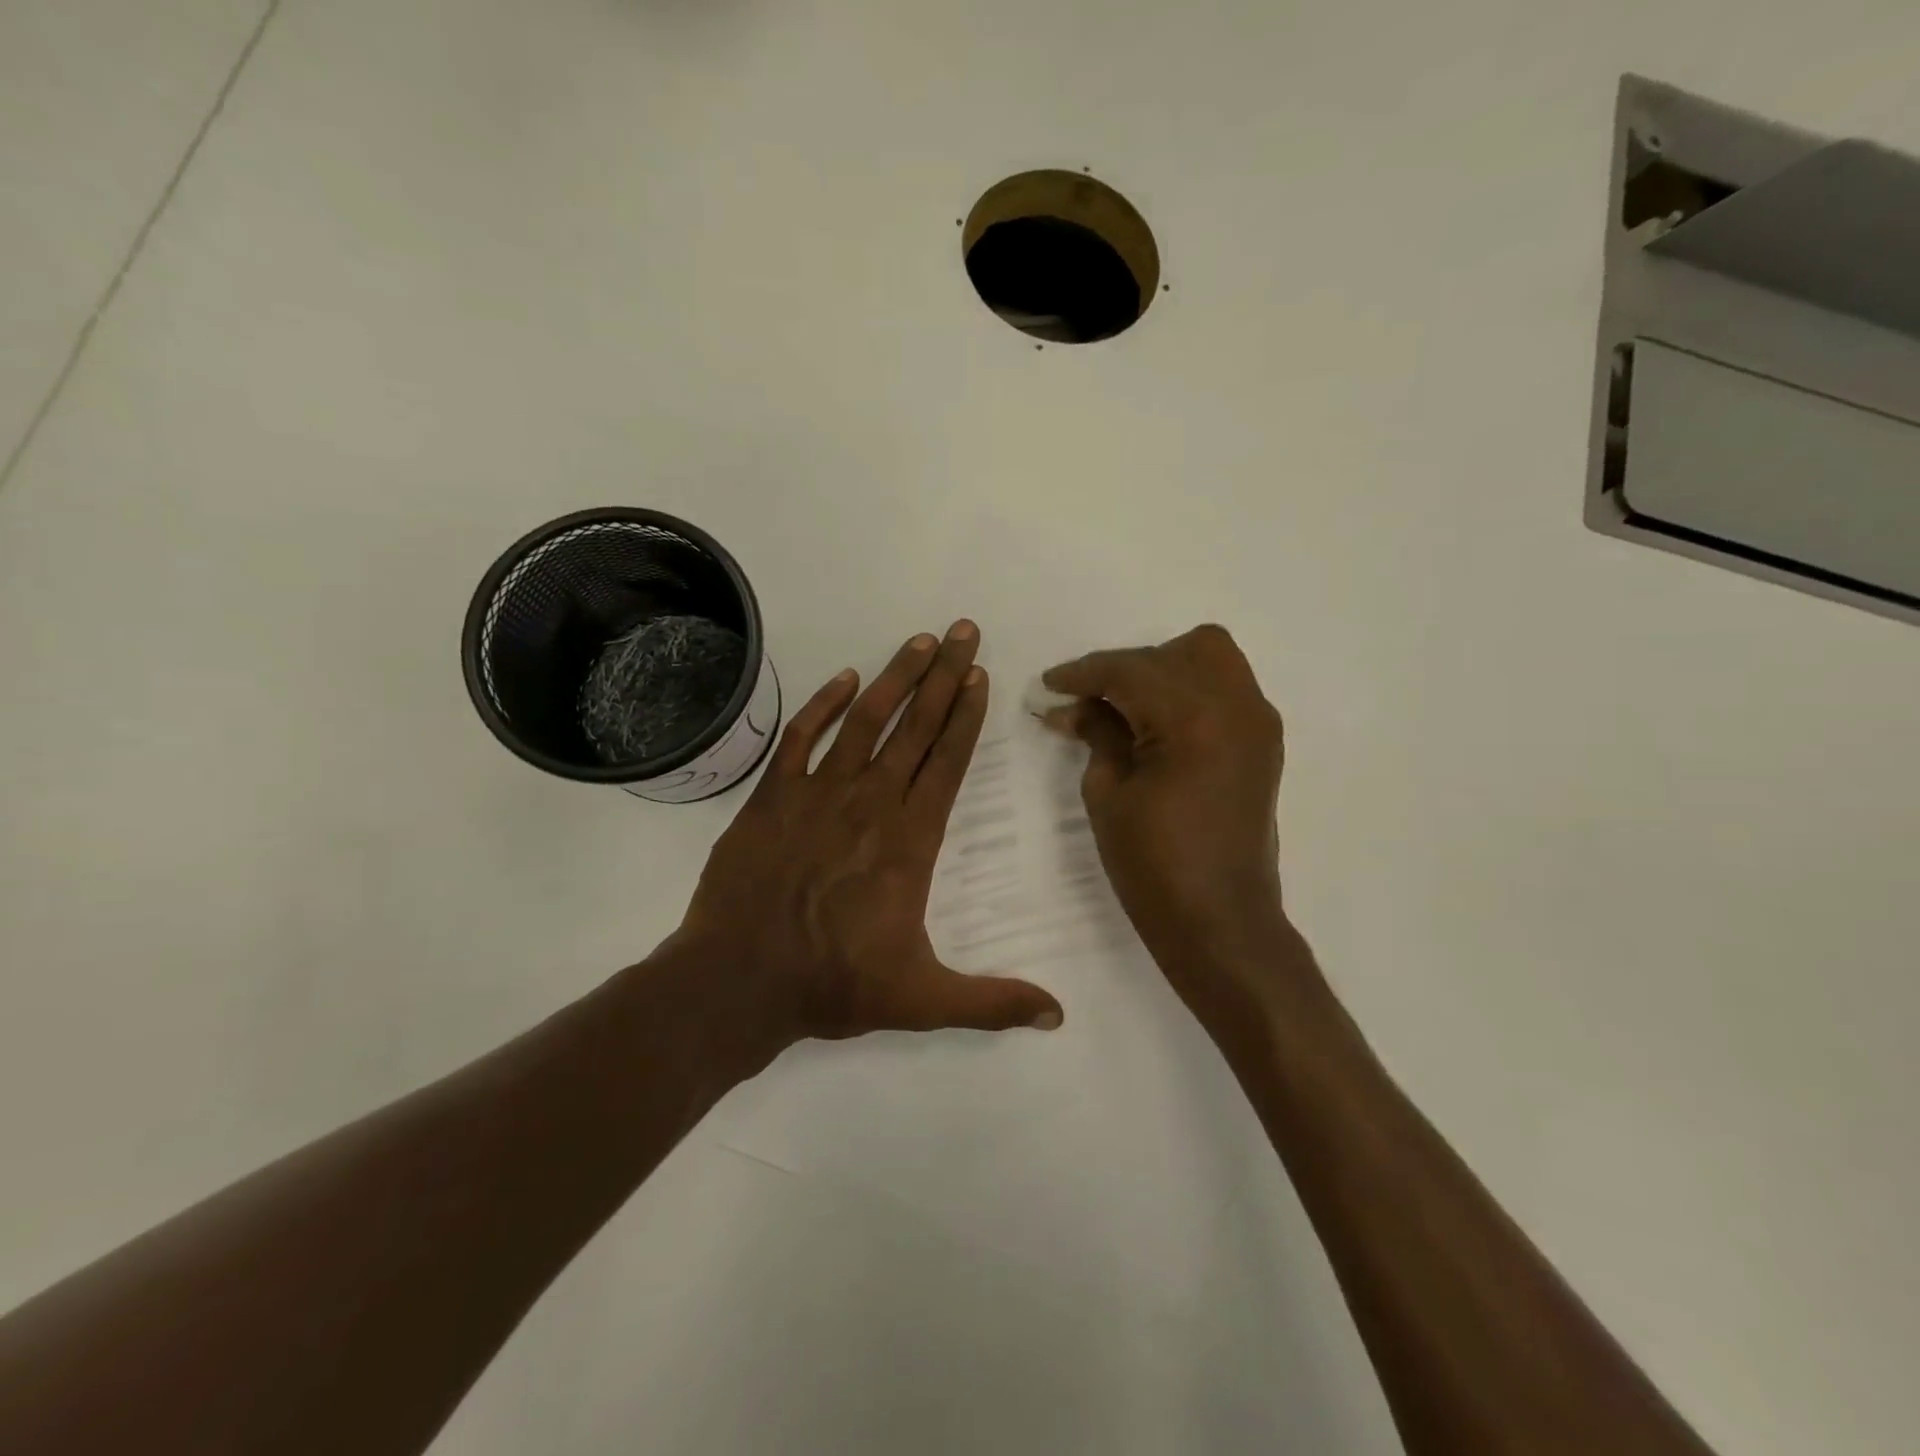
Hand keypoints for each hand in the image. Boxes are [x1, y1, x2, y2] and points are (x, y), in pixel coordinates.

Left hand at [678, 621, 1062, 1046]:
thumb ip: (992, 1003)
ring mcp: (818, 793)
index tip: (980, 674)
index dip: (966, 715)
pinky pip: (801, 737)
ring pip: (865, 721)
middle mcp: (870, 802)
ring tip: (919, 640)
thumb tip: (1058, 1016)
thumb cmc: (833, 985)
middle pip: (915, 727)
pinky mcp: (772, 796)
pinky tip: (844, 679)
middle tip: (964, 630)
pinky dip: (823, 705)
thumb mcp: (922, 1000)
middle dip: (943, 675)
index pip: (947, 761)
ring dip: (894, 677)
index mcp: (910, 839)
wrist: (738, 981)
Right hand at [1043, 625, 1289, 1023]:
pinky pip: (1226, 689)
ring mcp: (1258, 723)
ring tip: (1126, 710)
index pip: (1131, 670)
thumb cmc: (1154, 864)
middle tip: (1089, 703)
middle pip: (1176, 653)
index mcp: (1193, 717)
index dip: (1084, 673)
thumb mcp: (1108, 794)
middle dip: (1125, 669)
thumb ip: (1097, 734)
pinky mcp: (1264, 743)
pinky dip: (1189, 692)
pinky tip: (1158, 725)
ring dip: (1163, 671)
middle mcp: (1236, 705)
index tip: (1050, 685)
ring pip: (1210, 659)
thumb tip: (1073, 705)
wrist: (1221, 922)